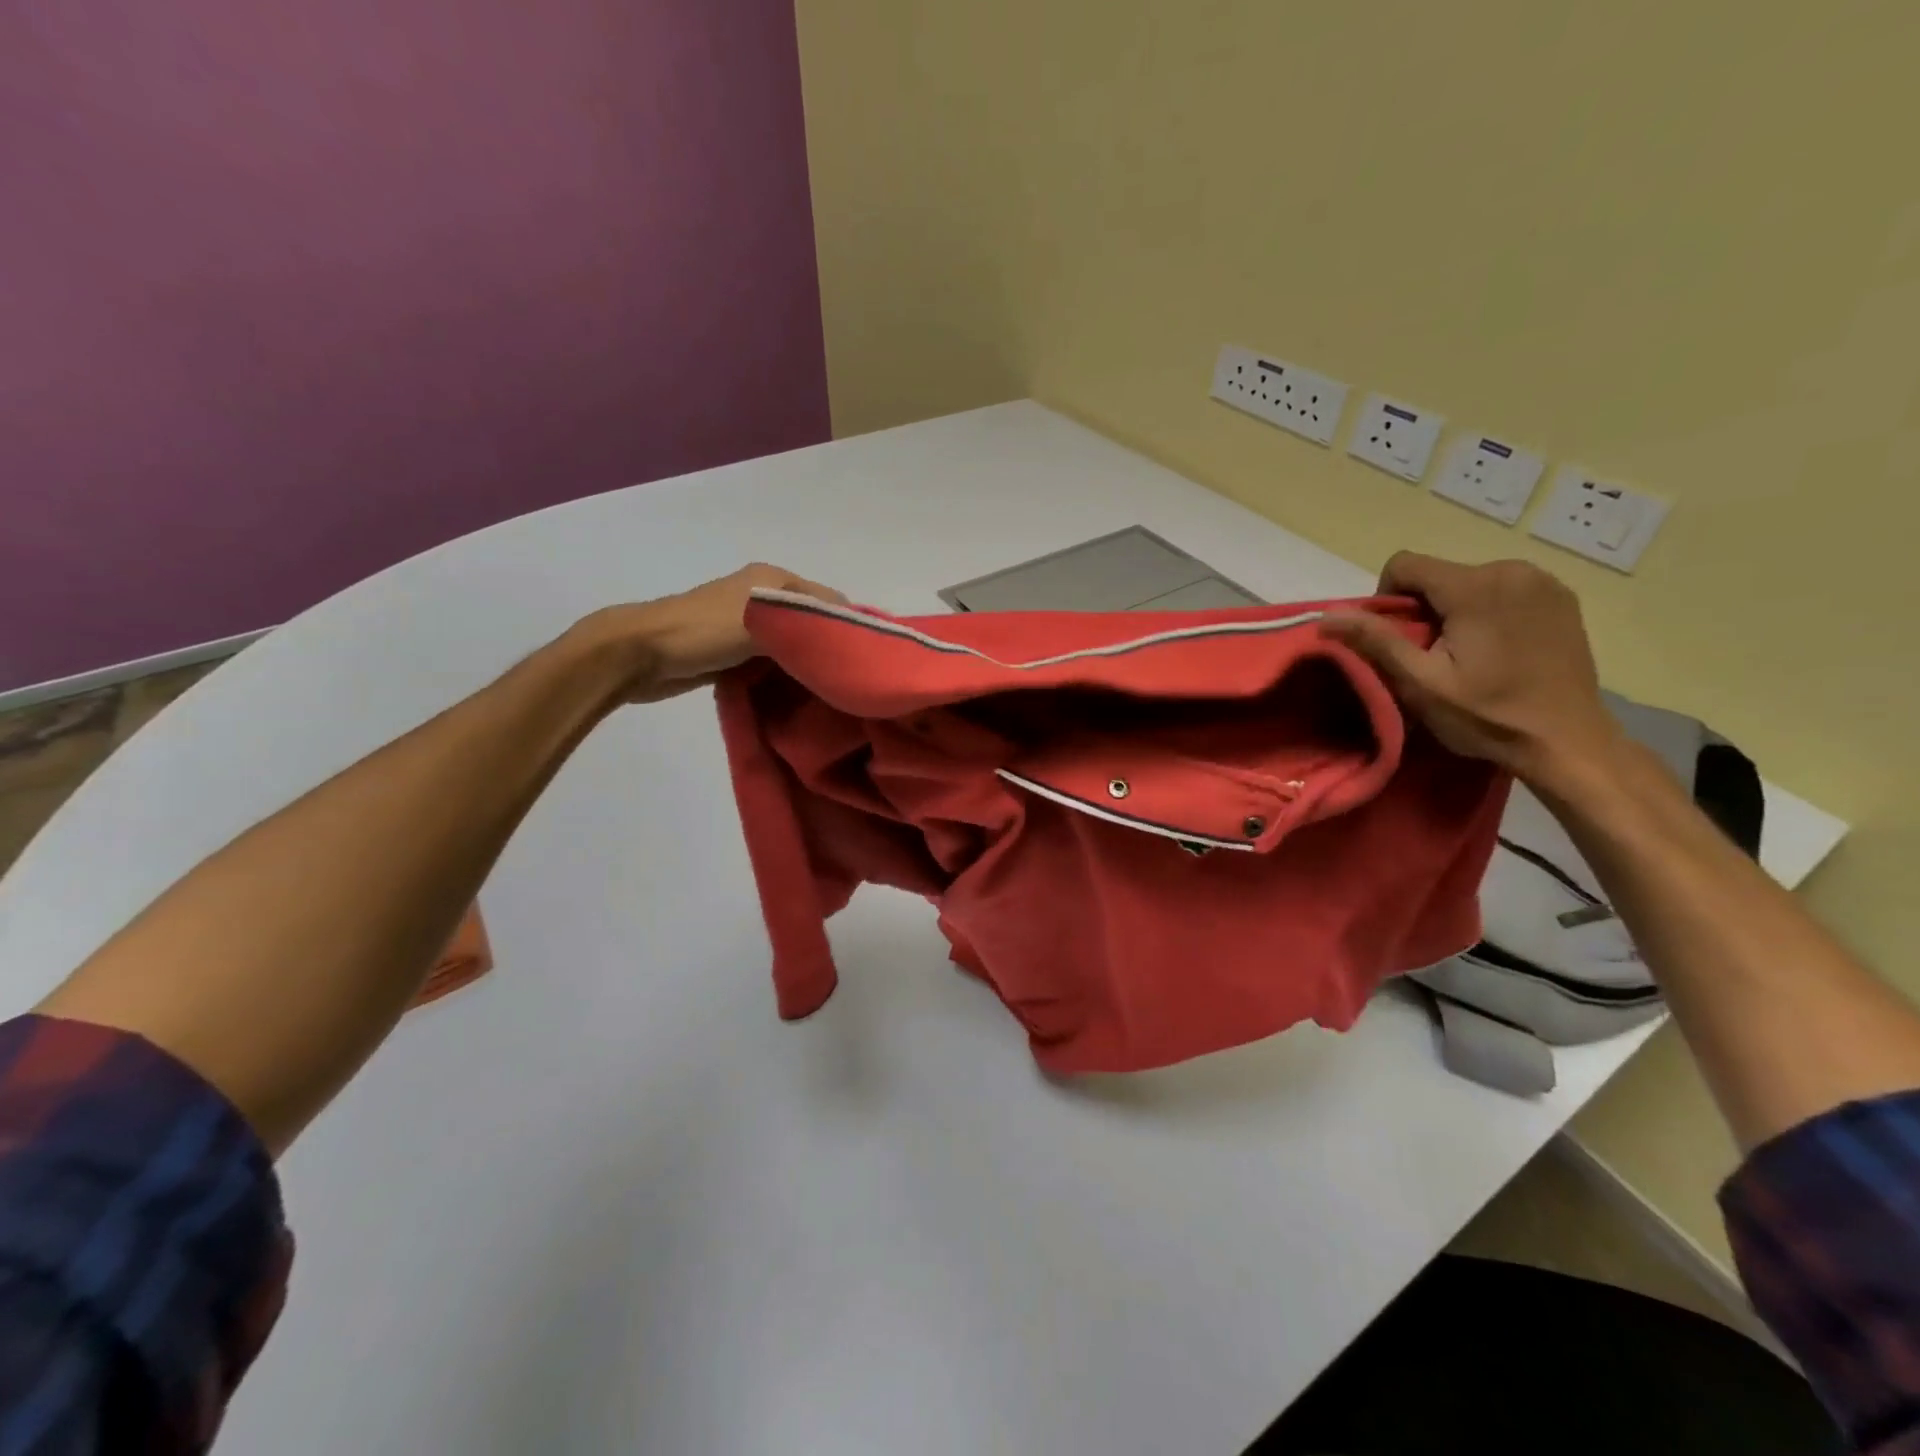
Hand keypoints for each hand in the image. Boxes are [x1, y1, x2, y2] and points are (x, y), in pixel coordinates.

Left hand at [575, 563, 845, 703]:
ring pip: (794, 644)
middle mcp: (765, 596)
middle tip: (850, 682)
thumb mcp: (763, 622)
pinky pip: (773, 662)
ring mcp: (748, 624)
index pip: (831, 600)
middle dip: (830, 648)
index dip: (849, 627)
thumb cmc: (703, 631)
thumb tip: (849, 636)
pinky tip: (798, 695)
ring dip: (808, 665)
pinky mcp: (734, 650)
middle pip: (813, 622)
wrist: (639, 653)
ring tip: (830, 692)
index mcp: (775, 579)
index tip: (866, 661)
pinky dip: (785, 675)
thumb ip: (807, 625)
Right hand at [1320, 553, 1621, 784]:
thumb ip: (1375, 641)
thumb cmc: (1487, 716)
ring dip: (1455, 611)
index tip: (1400, 641)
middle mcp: (1513, 570)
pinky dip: (1488, 612)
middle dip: (1424, 609)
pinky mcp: (1561, 598)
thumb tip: (1326, 615)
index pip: (1404, 565)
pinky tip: (1498, 649)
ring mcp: (1544, 582)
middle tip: (1433, 657)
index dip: (1387, 600)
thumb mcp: (1420, 684)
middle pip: (1438, 575)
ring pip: (1469, 582)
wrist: (1567, 743)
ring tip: (1467, 656)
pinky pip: (1503, 590)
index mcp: (1475, 586)